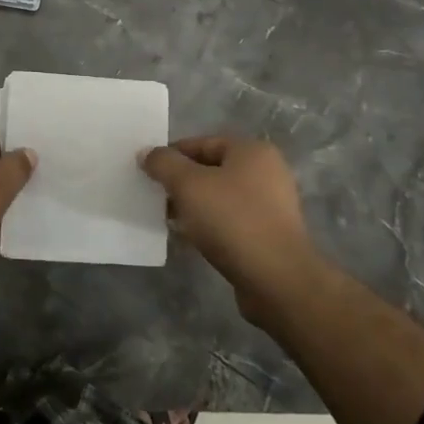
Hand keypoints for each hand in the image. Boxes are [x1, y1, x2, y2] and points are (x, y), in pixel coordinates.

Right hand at [141, 135, 322, 326]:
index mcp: (252, 151)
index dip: (172, 155)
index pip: (202, 143)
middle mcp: (266, 173)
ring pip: (220, 197)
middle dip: (181, 183)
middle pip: (211, 169)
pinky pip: (230, 221)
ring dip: (193, 206)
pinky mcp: (268, 235)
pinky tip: (190, 239)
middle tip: (155, 197)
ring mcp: (271, 206)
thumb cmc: (232, 220)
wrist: (277, 280)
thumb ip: (164, 164)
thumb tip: (146, 152)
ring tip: (169, 220)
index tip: (148, 173)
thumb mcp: (188, 185)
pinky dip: (209, 226)